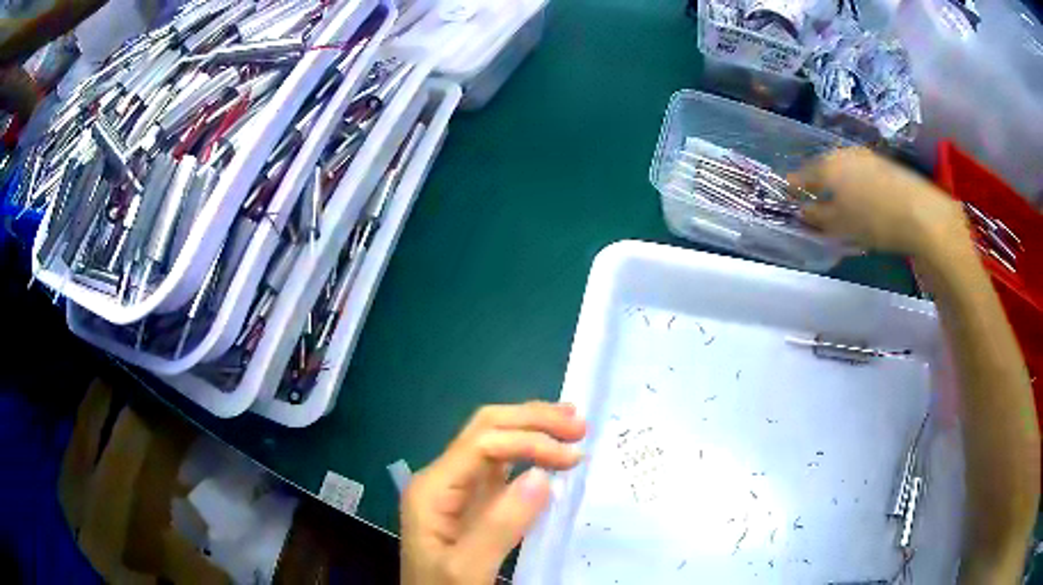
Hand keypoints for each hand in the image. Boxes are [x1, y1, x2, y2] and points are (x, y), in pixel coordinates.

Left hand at [401, 402, 586, 584]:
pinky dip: (530, 453)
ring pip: (494, 440)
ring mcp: (458, 489)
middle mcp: (443, 478)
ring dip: (532, 427)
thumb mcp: (467, 568)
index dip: (528, 441)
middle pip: (485, 429)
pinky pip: (501, 466)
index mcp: (433, 488)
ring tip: (571, 423)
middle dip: (532, 420)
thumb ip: (500, 525)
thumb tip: (542, 476)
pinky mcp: (473, 502)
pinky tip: (550, 452)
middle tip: (578, 425)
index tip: (572, 457)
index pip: (482, 443)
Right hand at [790, 148, 968, 256]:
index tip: (787, 197)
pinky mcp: (884, 164)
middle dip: (817, 184)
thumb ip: (817, 217)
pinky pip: (860, 172)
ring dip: (837, 184)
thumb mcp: (841, 225)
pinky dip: (855, 184)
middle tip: (814, 202)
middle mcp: (843, 154)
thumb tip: (803, 211)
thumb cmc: (874, 219)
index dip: (793, 188)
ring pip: (843, 169)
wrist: (920, 213)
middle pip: (823, 168)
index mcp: (827, 166)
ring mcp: (865, 156)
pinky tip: (862, 200)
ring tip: (839, 203)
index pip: (802, 176)